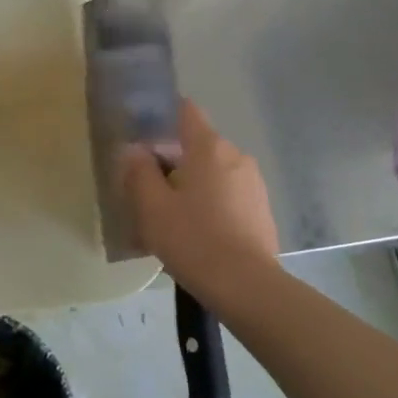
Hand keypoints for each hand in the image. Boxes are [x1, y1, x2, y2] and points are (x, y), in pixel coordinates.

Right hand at [123, 99, 278, 290]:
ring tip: (170, 220)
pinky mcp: (261, 210)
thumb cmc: (193, 239)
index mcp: (208, 147)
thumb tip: (135, 151)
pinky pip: (228, 196)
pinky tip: (196, 235)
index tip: (143, 136)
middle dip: (172, 162)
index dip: (163, 115)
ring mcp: (253, 183)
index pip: (185, 110)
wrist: (246, 286)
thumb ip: (139, 172)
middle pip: (197, 146)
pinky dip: (210, 205)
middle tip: (148, 191)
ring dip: (191, 187)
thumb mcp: (151, 207)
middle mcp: (235, 156)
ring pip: (212, 174)